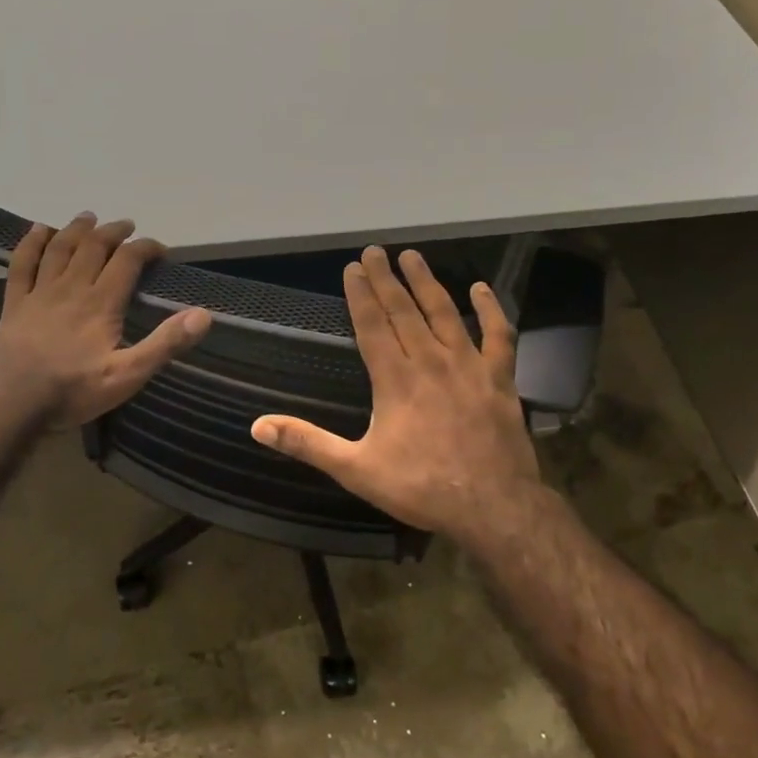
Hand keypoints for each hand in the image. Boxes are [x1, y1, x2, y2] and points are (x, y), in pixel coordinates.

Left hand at [0, 213, 211, 425]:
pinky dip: (32, 243)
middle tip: (127, 226)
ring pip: (60, 248)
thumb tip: (203, 315)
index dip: (146, 248)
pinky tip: (39, 231)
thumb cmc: (72, 390)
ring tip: (88, 218)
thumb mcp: (127, 375)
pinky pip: (22, 263)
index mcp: (101, 302)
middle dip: (113, 232)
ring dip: (77, 229)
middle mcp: (72, 287)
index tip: (160, 250)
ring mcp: (40, 293)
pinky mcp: (15, 303)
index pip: (127, 261)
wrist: (10, 401)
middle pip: (93, 247)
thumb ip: (165, 344)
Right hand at [251, 246, 544, 546]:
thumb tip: (257, 427)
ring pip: (445, 313)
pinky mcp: (500, 379)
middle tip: (376, 251)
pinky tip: (481, 289)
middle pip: (404, 311)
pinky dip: (490, 310)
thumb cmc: (421, 487)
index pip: (372, 325)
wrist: (493, 506)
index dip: (360, 295)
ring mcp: (469, 366)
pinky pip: (497, 336)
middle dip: (387, 279)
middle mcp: (431, 361)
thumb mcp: (356, 470)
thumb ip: (308, 443)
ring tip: (414, 257)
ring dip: (428, 283)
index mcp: (395, 379)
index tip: (352, 268)